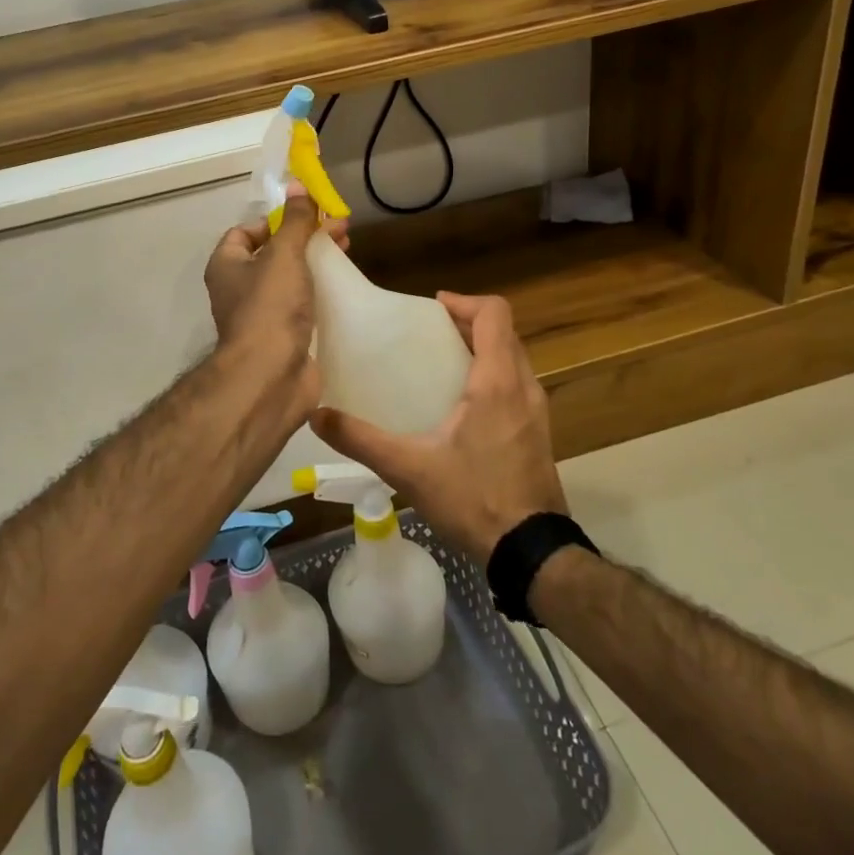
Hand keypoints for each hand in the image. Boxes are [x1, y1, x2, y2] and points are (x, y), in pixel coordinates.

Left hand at [202, 188, 350, 434]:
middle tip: (340, 229)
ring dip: (316, 265)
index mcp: (227, 266)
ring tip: (348, 252)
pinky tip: (344, 288)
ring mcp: (261, 316)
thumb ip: (294, 221)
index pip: (245, 232)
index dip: (274, 220)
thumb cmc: (270, 307)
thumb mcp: (284, 254)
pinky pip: (302, 307)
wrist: (270, 376)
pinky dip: (320, 295)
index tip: (306, 217)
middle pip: (273, 254)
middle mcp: (239, 290)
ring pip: (290, 281)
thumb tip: (297, 184)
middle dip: (306, 239)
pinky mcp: (283, 338)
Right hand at [311, 292, 566, 562]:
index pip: (494, 314)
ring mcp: (536, 412)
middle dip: (467, 323)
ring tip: (440, 363)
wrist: (531, 552)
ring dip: (482, 350)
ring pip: (513, 359)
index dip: (464, 301)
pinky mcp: (537, 433)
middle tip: (428, 333)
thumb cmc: (474, 499)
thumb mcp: (409, 469)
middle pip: (503, 333)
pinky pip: (516, 385)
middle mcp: (524, 387)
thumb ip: (361, 439)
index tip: (431, 308)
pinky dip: (492, 376)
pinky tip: (461, 406)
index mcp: (497, 381)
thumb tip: (316, 414)